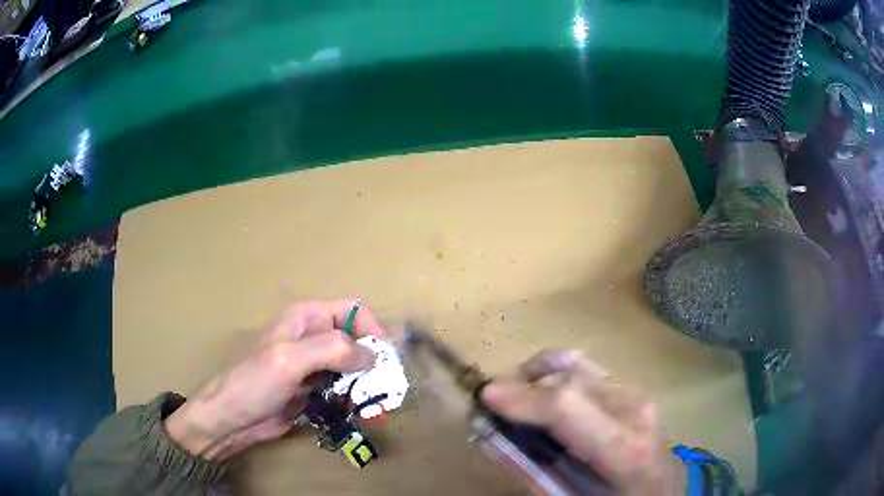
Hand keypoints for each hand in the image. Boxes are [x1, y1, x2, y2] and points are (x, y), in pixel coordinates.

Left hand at [164, 299, 385, 460]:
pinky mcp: (314, 390)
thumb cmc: (253, 383)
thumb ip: (332, 350)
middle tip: (382, 387)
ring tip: (371, 403)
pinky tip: (355, 411)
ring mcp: (313, 365)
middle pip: (357, 339)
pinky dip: (354, 398)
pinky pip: (344, 388)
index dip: (372, 329)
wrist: (232, 419)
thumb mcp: (289, 360)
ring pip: (353, 366)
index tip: (383, 360)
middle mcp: (313, 337)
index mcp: (306, 317)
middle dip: (373, 361)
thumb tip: (373, 356)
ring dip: (366, 382)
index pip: (353, 310)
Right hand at [482, 350, 685, 495]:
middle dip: (523, 385)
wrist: (661, 490)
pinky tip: (544, 396)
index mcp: (624, 448)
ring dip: (537, 377)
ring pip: (575, 364)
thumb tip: (488, 437)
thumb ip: (528, 471)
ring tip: (516, 401)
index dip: (522, 397)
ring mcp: (636, 393)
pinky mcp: (631, 388)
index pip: (568, 406)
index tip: (484, 397)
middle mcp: (634, 409)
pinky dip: (555, 375)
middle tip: (493, 406)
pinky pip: (586, 368)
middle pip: (568, 377)